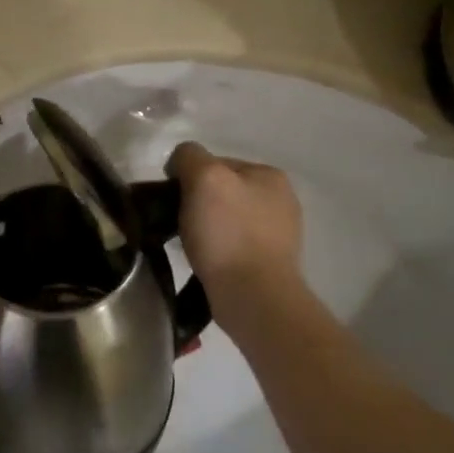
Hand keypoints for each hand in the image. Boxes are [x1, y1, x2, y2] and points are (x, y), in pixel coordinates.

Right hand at [165, 142, 303, 314]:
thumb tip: (181, 163)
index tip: (172, 199)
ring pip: (225, 218)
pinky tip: (205, 260)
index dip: (188, 176)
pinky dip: (215, 249)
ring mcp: (278, 233)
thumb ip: (190, 157)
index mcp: (269, 175)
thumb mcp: (204, 177)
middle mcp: (280, 199)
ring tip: (188, 245)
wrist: (253, 296)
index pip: (215, 162)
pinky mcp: (269, 263)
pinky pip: (231, 245)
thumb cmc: (228, 233)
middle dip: (197, 202)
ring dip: (205, 228)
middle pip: (221, 190)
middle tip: (176, 223)